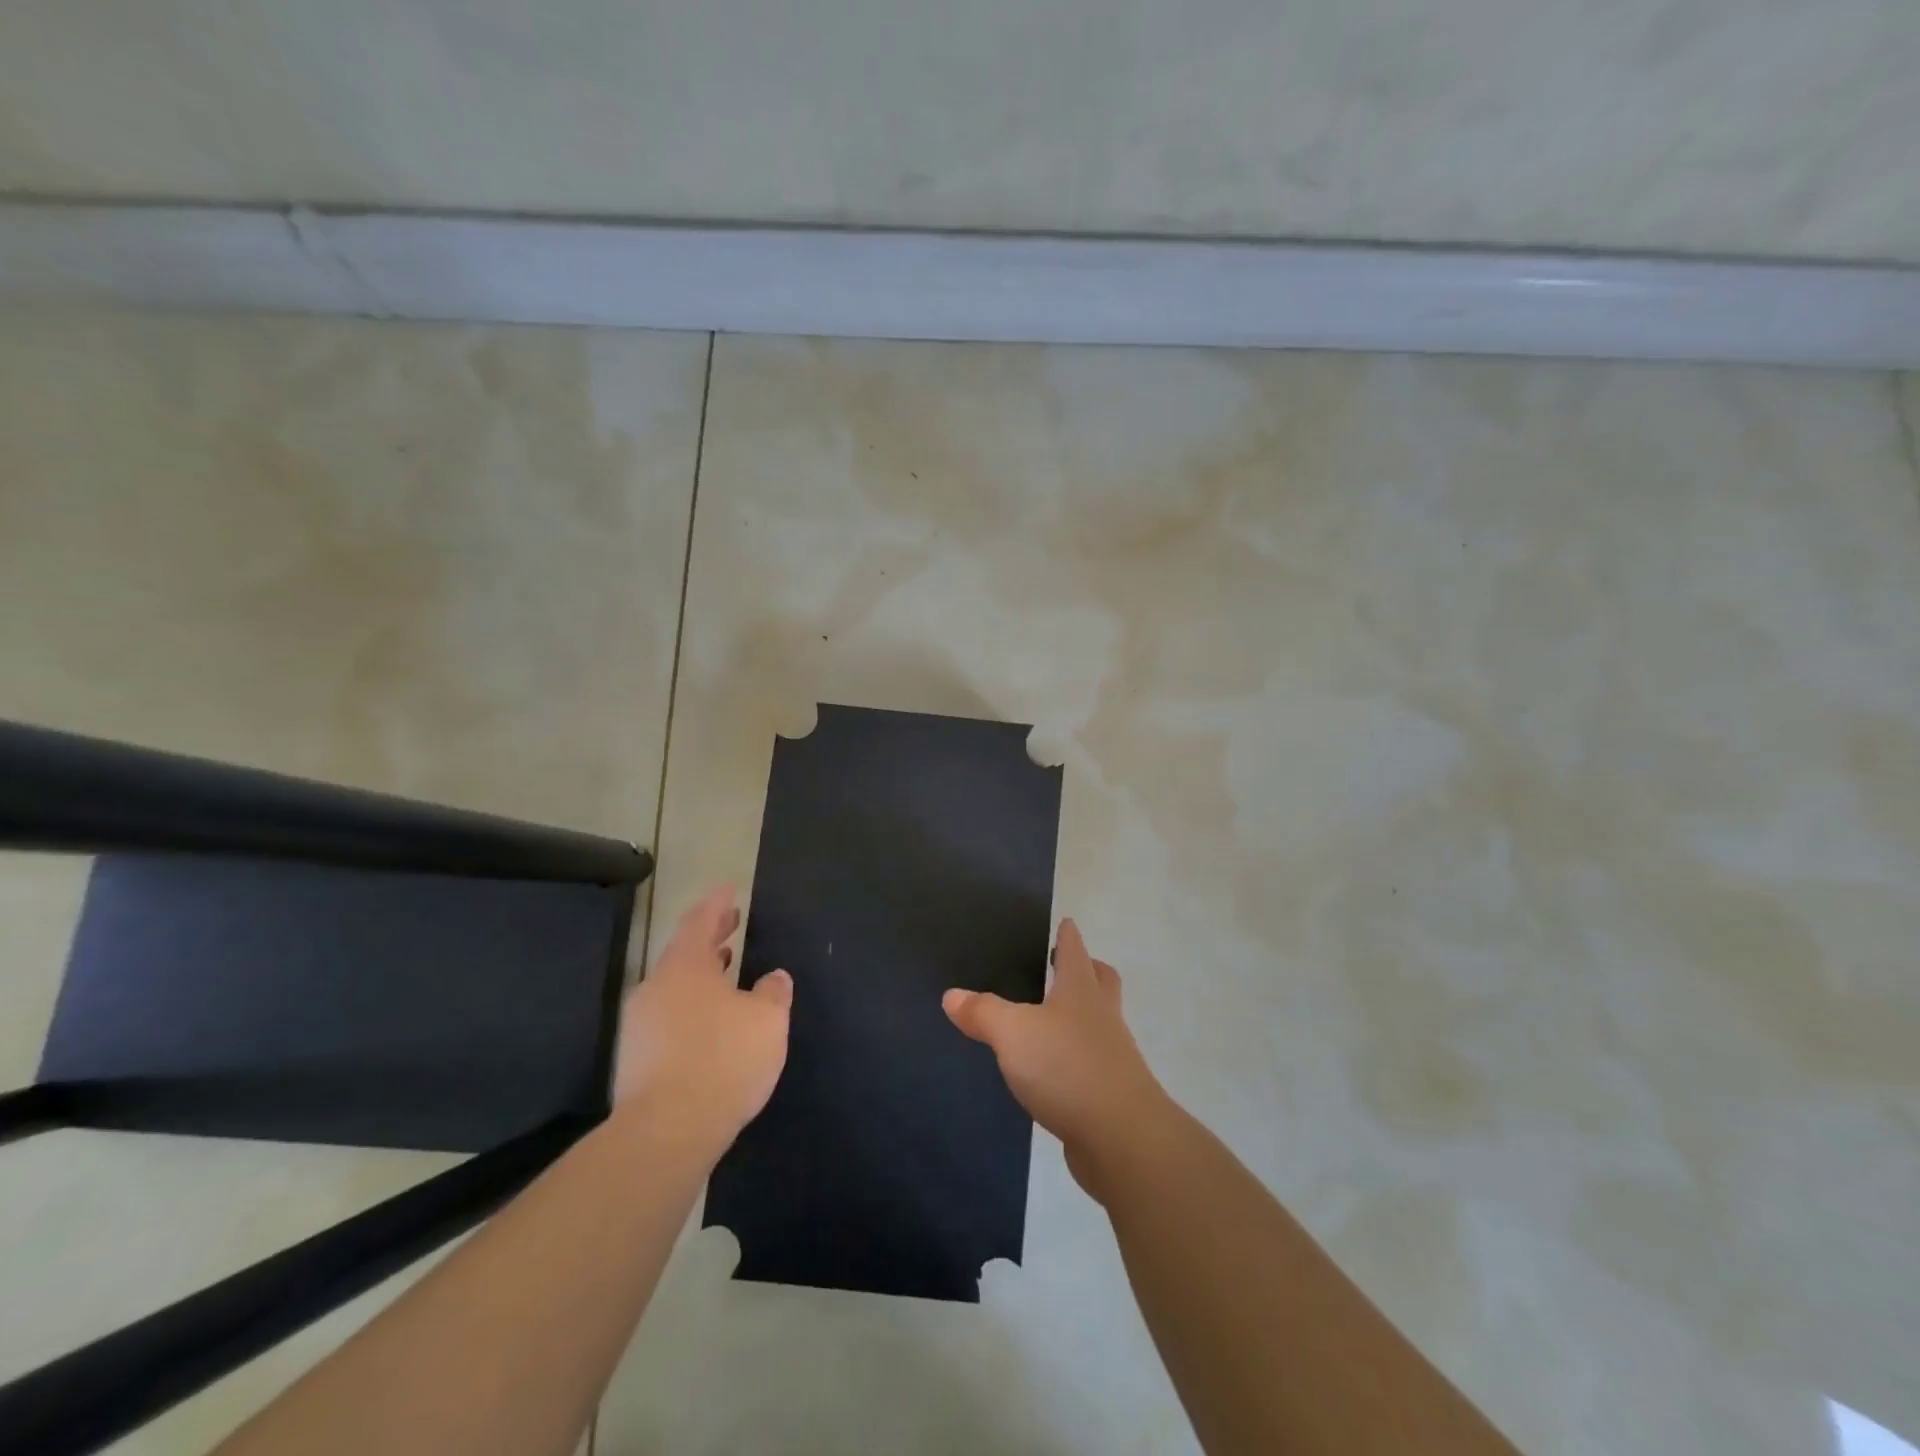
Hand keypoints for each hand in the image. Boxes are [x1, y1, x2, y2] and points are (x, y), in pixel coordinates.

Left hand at [613, 885, 792, 1148]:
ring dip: (702, 972)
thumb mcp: (767, 1020)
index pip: (701, 920)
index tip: (729, 888)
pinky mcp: (635, 1058)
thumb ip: (773, 992)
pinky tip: (711, 1022)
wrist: (666, 1132)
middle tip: (732, 922)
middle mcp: (656, 987)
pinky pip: (668, 1015)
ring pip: (674, 984)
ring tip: (727, 969)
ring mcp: (640, 1024)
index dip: (717, 903)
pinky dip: (692, 1005)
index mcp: (686, 966)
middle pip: (684, 951)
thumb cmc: (724, 1060)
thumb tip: (774, 978)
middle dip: (710, 936)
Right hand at [944, 919, 1171, 1200]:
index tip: (1066, 922)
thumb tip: (951, 995)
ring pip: (1099, 1022)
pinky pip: (1091, 1063)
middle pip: (1100, 981)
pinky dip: (1075, 1058)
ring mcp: (1112, 1056)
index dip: (1068, 935)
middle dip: (1087, 970)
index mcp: (1081, 990)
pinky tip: (1052, 1072)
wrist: (1122, 1139)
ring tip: (1050, 1020)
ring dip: (1081, 1015)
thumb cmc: (1067, 1068)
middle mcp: (1102, 1016)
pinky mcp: (1110, 1094)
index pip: (1075, 950)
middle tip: (1065, 966)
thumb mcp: (1013, 1034)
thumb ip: (983, 1012)